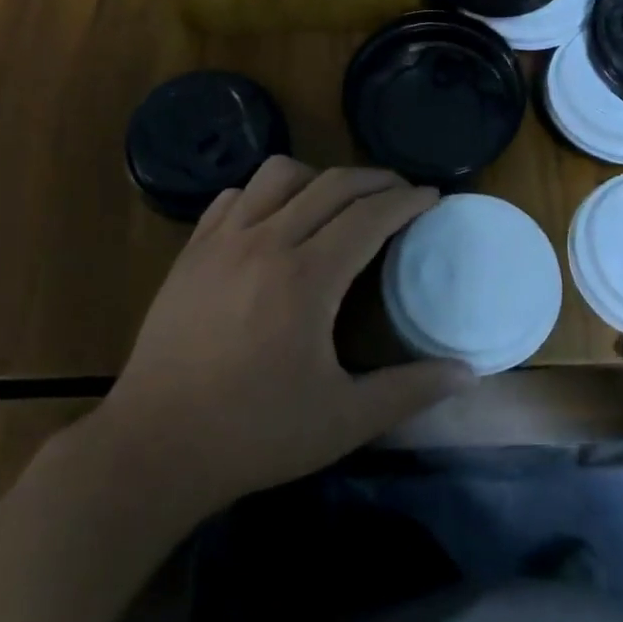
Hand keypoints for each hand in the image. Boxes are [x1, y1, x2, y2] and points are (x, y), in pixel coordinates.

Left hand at [99, 157, 475, 513]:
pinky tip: (274, 221)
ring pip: (278, 175)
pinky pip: (234, 197)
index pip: (370, 215)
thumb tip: (468, 373)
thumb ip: (410, 391)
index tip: (432, 196)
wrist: (154, 447)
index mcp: (307, 277)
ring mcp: (222, 242)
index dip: (407, 201)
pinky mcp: (191, 252)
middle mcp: (265, 242)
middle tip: (401, 192)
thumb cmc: (254, 434)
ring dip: (318, 178)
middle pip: (331, 184)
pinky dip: (265, 194)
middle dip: (375, 179)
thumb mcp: (344, 420)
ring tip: (338, 202)